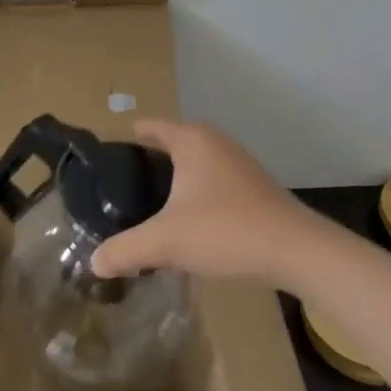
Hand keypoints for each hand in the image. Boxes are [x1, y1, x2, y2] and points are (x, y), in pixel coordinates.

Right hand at [90, 119, 321, 286]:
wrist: (297, 251)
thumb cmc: (226, 230)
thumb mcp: (165, 241)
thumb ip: (124, 250)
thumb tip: (93, 263)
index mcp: (191, 140)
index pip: (148, 127)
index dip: (122, 143)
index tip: (102, 166)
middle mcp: (214, 142)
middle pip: (168, 145)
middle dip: (144, 166)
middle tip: (117, 194)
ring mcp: (238, 163)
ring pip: (192, 166)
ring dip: (171, 184)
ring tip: (145, 210)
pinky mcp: (253, 187)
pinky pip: (210, 183)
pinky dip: (193, 196)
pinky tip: (184, 225)